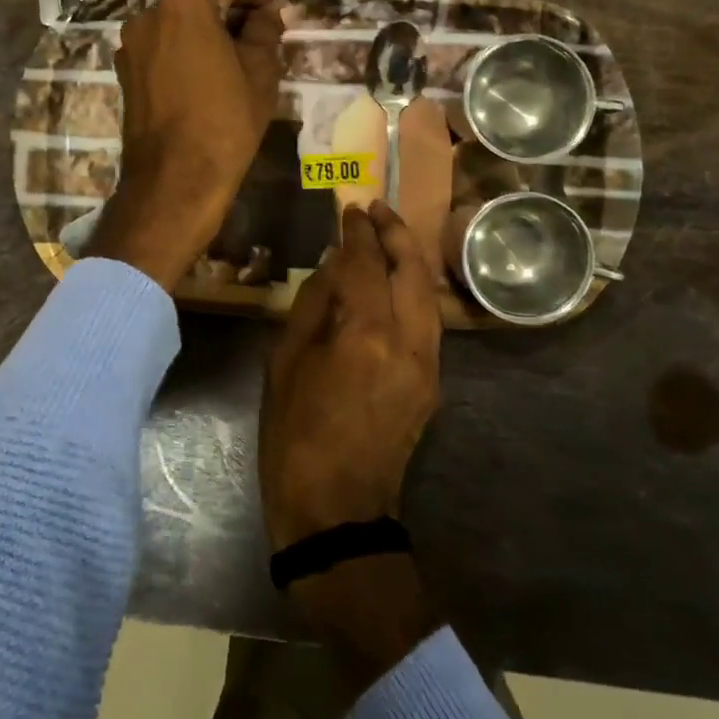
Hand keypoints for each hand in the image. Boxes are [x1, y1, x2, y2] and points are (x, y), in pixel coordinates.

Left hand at [88, 0, 283, 291]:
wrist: (175, 179)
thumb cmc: (225, 120)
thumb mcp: (260, 71)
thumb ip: (265, 30)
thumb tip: (268, 12)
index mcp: (184, 5)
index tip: (277, 7)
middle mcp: (150, 14)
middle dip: (232, 8)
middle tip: (264, 28)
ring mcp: (132, 44)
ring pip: (178, 22)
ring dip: (209, 28)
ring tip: (240, 51)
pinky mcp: (126, 71)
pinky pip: (163, 46)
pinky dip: (187, 47)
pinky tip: (210, 69)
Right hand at [260, 201, 444, 683]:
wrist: (336, 510)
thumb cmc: (294, 434)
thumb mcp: (286, 362)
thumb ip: (314, 304)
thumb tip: (333, 266)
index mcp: (366, 334)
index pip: (366, 264)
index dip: (357, 232)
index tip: (349, 208)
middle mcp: (408, 341)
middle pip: (412, 270)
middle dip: (395, 233)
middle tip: (376, 208)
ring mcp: (427, 364)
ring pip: (428, 294)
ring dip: (410, 259)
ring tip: (389, 234)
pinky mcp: (432, 382)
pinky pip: (427, 320)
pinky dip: (413, 290)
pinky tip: (395, 282)